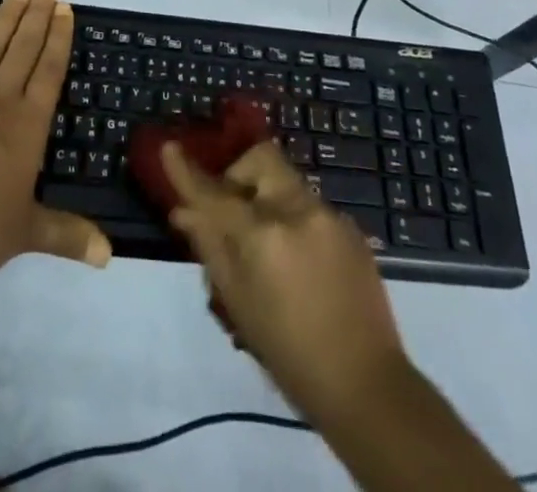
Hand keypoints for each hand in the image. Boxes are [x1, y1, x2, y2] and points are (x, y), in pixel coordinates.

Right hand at [163, 140, 409, 425]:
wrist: (367, 387)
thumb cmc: (290, 353)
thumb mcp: (238, 303)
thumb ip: (210, 247)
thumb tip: (183, 212)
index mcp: (264, 232)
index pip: (215, 193)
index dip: (188, 172)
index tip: (169, 148)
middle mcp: (298, 210)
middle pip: (261, 159)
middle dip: (240, 173)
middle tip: (231, 209)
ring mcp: (329, 216)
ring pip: (285, 181)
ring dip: (266, 196)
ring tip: (264, 243)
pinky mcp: (350, 229)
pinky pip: (309, 206)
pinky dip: (292, 218)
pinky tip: (297, 261)